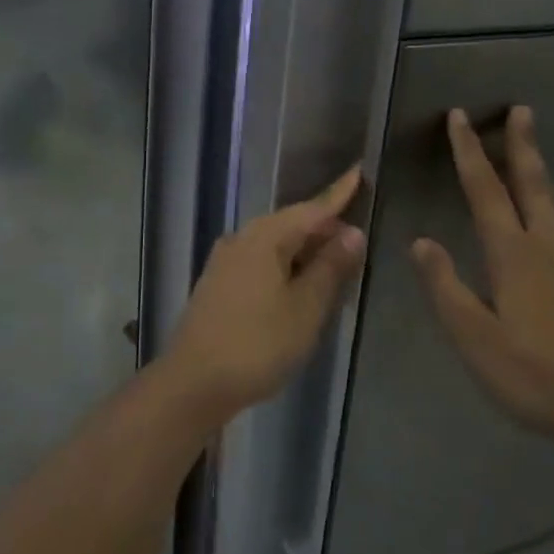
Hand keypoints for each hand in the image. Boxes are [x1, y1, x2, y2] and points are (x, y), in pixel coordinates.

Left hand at [170, 168, 366, 417]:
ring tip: (336, 263)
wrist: (193, 382)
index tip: (360, 172)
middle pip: (292, 224)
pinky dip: (286, 266)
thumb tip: (352, 232)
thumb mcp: (305, 308)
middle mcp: (242, 238)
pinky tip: (299, 284)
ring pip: (276, 245)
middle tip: (358, 240)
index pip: (312, 208)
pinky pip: (262, 261)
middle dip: (324, 228)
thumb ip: (330, 268)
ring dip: (306, 250)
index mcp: (265, 237)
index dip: (339, 194)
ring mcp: (226, 261)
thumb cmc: (258, 344)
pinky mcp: (219, 283)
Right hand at [411, 107, 553, 447]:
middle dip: (521, 144)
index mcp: (511, 253)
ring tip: (537, 151)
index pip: (484, 190)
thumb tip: (420, 241)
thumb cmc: (530, 371)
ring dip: (543, 170)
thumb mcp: (473, 335)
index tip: (460, 117)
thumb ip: (445, 286)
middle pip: (531, 183)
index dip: (469, 151)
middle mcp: (544, 246)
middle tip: (521, 109)